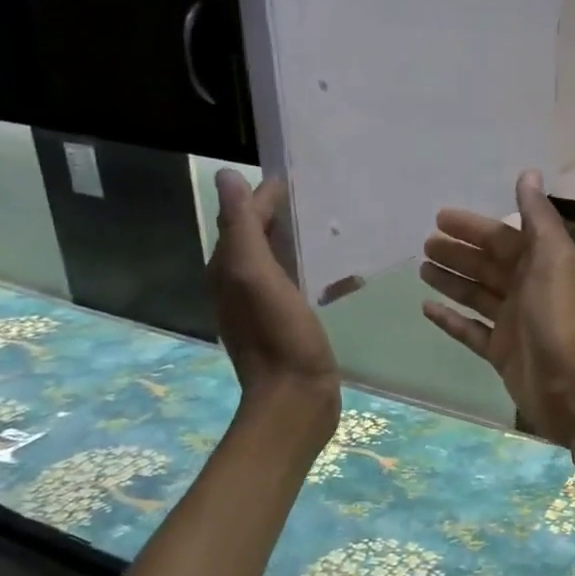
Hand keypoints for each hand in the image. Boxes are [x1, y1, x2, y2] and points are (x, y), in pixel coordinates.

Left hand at [208, 171, 340, 445]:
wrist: (295, 399)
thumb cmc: (278, 336)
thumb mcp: (255, 274)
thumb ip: (242, 226)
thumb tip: (227, 176)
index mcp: (229, 269)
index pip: (243, 218)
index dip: (266, 196)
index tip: (301, 178)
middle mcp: (241, 284)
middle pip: (261, 237)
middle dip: (285, 215)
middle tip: (324, 198)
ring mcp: (267, 307)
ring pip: (282, 261)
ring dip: (303, 243)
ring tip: (337, 230)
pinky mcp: (291, 324)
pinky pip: (302, 286)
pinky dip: (319, 274)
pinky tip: (347, 276)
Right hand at [421, 170, 574, 445]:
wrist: (572, 387)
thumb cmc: (560, 318)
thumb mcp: (553, 259)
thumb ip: (538, 217)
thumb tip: (529, 173)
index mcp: (542, 264)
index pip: (503, 238)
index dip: (473, 227)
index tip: (440, 217)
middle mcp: (528, 289)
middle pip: (487, 265)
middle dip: (458, 253)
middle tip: (424, 244)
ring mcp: (513, 323)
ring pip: (476, 294)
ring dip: (451, 280)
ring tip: (421, 269)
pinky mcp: (501, 352)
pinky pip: (470, 330)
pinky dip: (451, 319)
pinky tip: (426, 308)